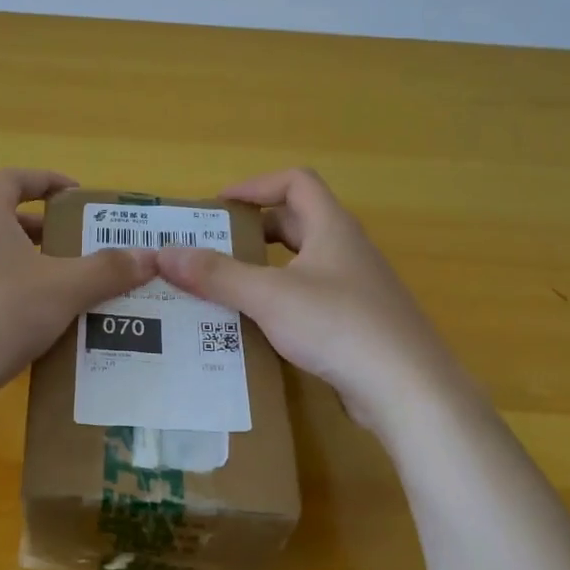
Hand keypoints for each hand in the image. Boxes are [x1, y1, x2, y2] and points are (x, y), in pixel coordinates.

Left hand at [0, 169, 156, 416]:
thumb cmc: (1, 315)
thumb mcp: (64, 290)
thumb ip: (108, 270)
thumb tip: (150, 257)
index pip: (15, 178)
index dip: (48, 181)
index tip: (79, 196)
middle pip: (6, 219)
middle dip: (47, 231)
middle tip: (82, 248)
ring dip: (32, 266)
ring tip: (68, 288)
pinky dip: (13, 294)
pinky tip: (38, 324)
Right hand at [156, 167, 442, 435]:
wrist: (406, 388)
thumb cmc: (338, 325)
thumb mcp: (269, 296)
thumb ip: (217, 275)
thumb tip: (163, 254)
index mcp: (332, 228)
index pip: (295, 182)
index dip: (255, 186)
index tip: (218, 206)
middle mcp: (347, 251)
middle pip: (296, 223)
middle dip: (252, 232)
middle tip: (213, 250)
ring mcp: (355, 289)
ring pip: (302, 265)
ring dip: (264, 270)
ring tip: (225, 288)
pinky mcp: (357, 325)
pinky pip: (310, 300)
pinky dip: (280, 303)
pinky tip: (257, 328)